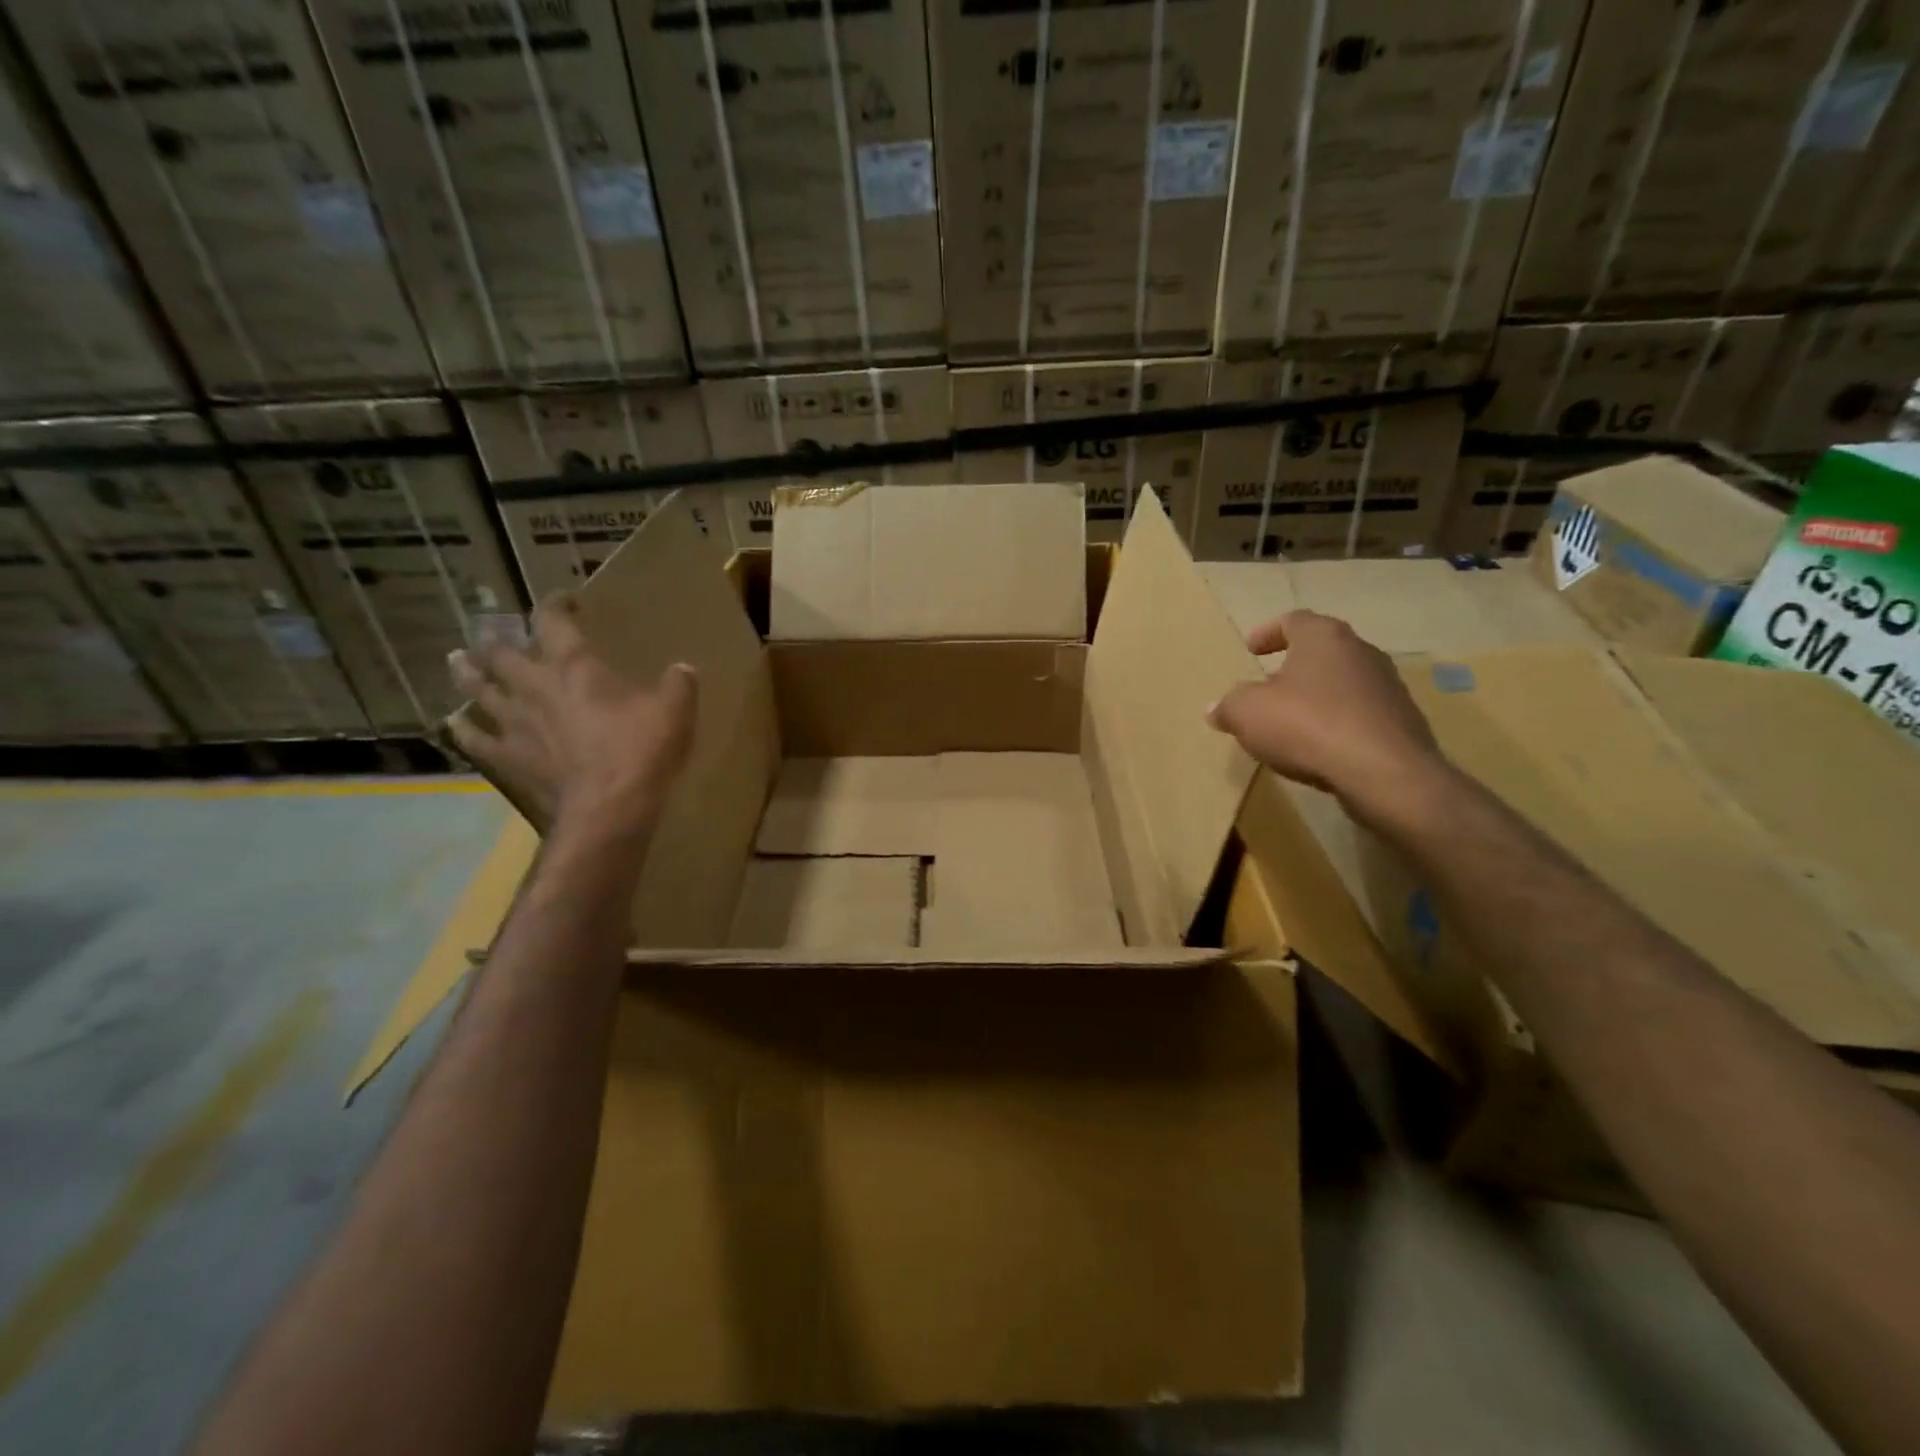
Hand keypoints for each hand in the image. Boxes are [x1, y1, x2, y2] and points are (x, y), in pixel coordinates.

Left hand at [447, 596, 697, 837]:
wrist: (607, 809)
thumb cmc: (640, 752)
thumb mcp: (675, 711)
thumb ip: (678, 684)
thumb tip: (682, 669)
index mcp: (574, 667)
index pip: (553, 621)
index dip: (555, 604)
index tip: (566, 601)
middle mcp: (534, 687)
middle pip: (502, 653)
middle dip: (498, 639)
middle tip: (494, 632)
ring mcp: (514, 724)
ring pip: (478, 690)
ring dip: (468, 673)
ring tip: (459, 660)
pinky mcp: (506, 758)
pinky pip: (474, 738)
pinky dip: (462, 727)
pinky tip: (454, 721)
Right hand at [1206, 610, 1446, 818]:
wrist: (1385, 773)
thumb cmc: (1308, 726)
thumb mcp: (1247, 714)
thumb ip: (1228, 706)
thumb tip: (1216, 708)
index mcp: (1324, 637)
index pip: (1293, 620)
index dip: (1268, 633)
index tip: (1251, 650)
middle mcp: (1361, 651)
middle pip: (1321, 651)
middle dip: (1292, 667)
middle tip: (1267, 687)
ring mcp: (1388, 686)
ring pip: (1342, 682)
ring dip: (1316, 696)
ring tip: (1292, 722)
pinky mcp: (1402, 721)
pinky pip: (1359, 714)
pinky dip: (1337, 723)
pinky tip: (1320, 747)